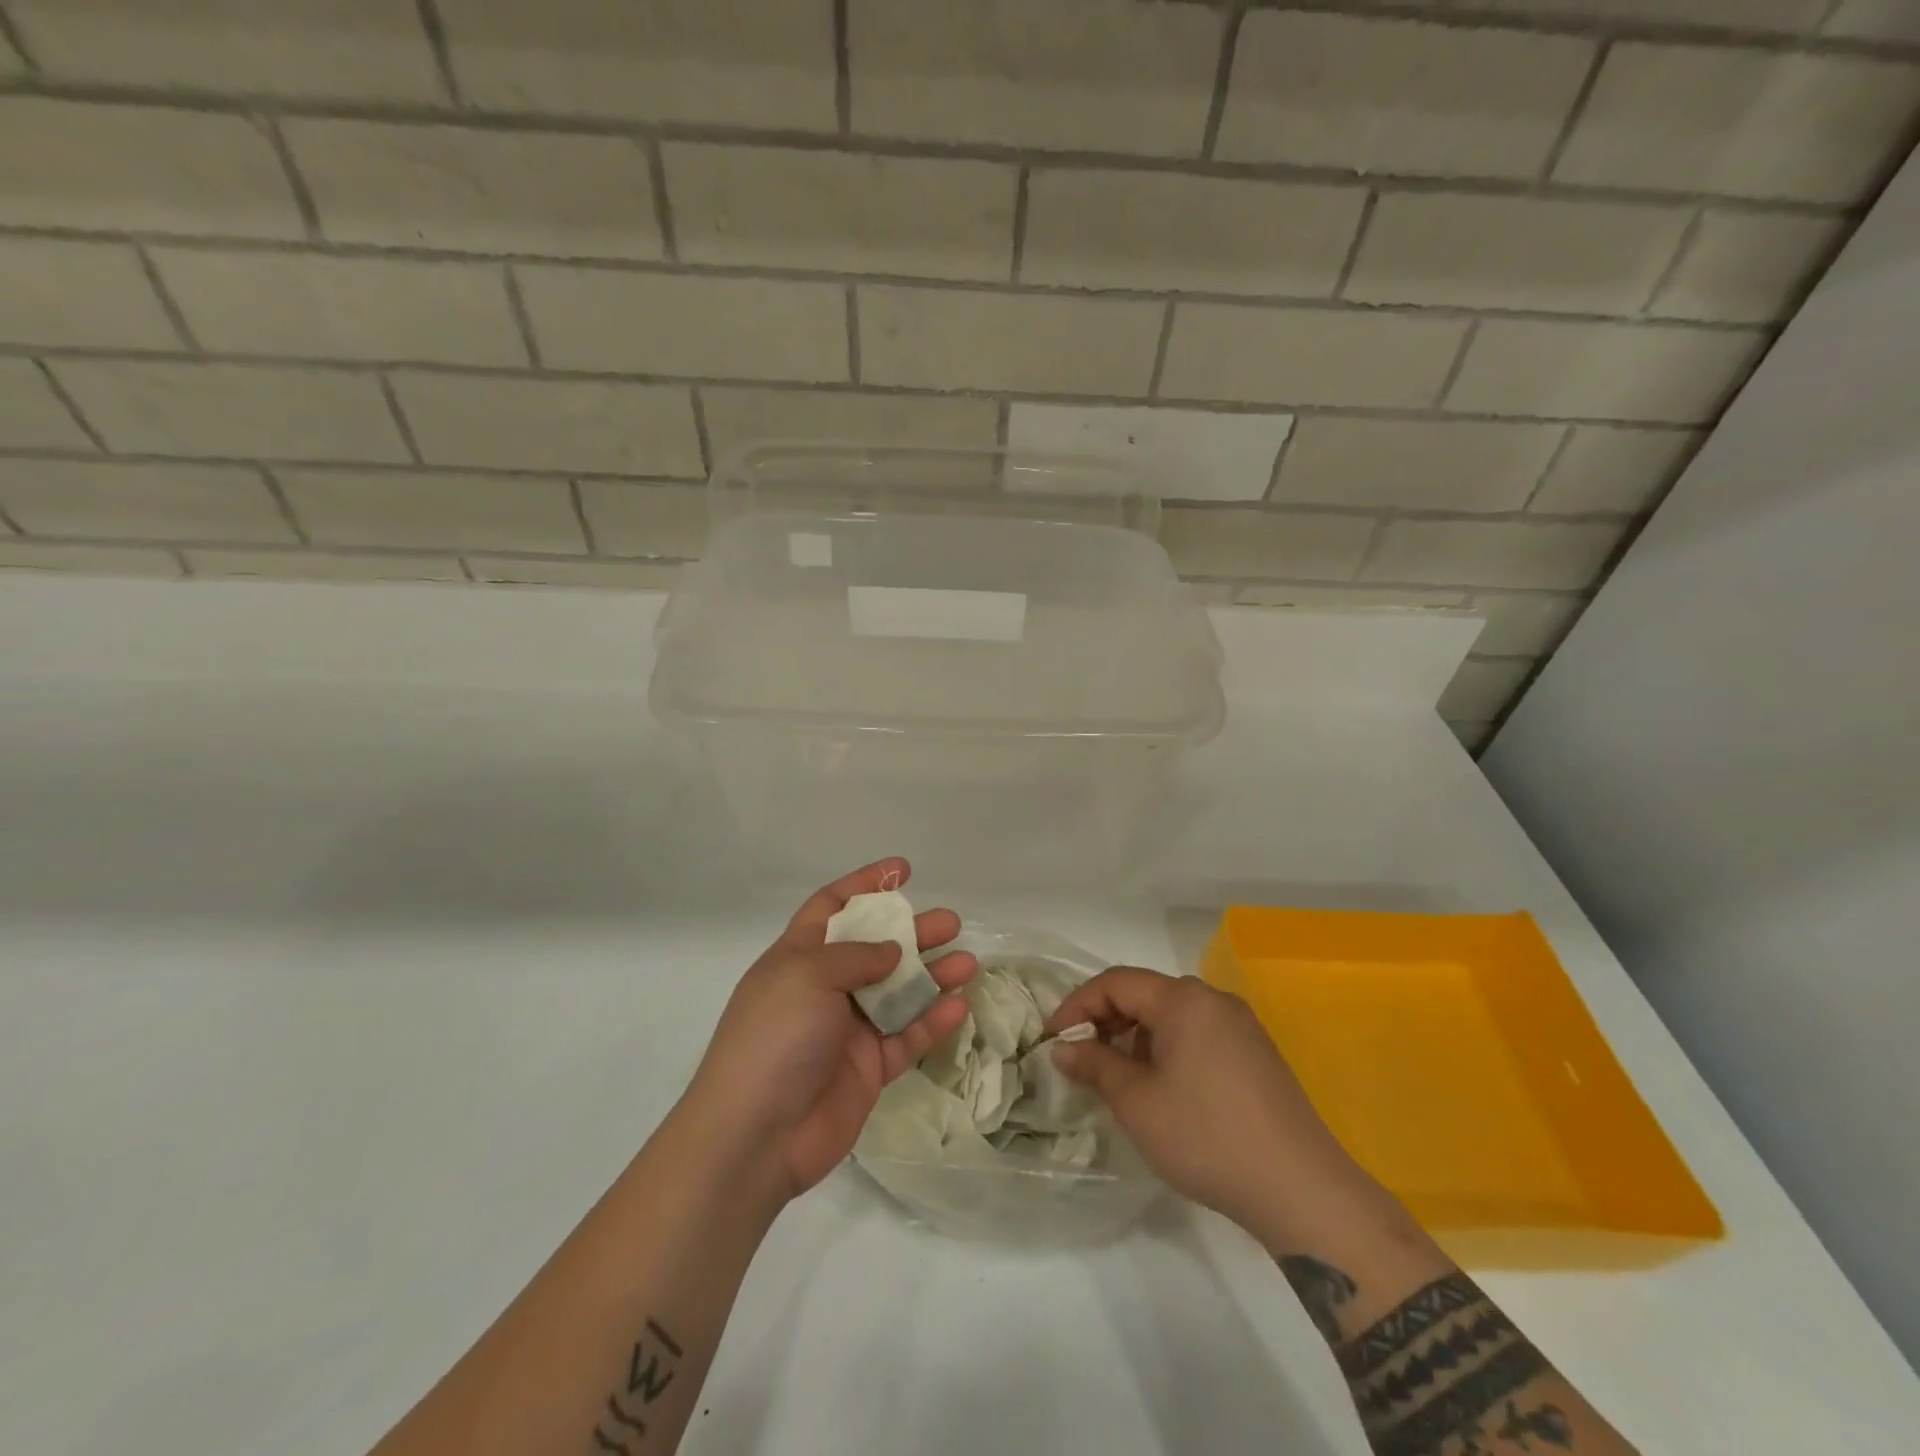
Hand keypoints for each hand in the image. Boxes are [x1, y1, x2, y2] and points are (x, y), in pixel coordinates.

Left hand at [680, 859, 976, 1203]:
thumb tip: (892, 951)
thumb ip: (856, 956)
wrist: (756, 1136)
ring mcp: (849, 1029)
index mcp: (799, 958)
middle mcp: (825, 988)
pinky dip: (932, 1021)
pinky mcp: (870, 1068)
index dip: (865, 884)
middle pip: (876, 948)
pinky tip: (957, 1006)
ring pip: (899, 992)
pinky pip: (907, 1036)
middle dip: (913, 932)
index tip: (903, 871)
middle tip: (950, 922)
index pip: (833, 907)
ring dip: (933, 975)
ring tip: (968, 962)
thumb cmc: (774, 1038)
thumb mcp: (806, 976)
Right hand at [1046, 968, 1381, 1237]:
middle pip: (1145, 994)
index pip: (1115, 983)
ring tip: (1119, 1080)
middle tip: (1081, 1060)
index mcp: (1184, 999)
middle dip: (1106, 1022)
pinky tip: (1163, 1090)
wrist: (1302, 1191)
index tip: (1053, 1040)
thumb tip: (1064, 1049)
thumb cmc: (1207, 1138)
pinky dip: (1167, 1050)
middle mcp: (1213, 1000)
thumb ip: (1095, 1065)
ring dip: (1136, 1038)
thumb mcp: (1137, 1102)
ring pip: (1171, 1016)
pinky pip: (1197, 1035)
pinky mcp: (1256, 1054)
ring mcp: (1240, 1026)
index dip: (1077, 1006)